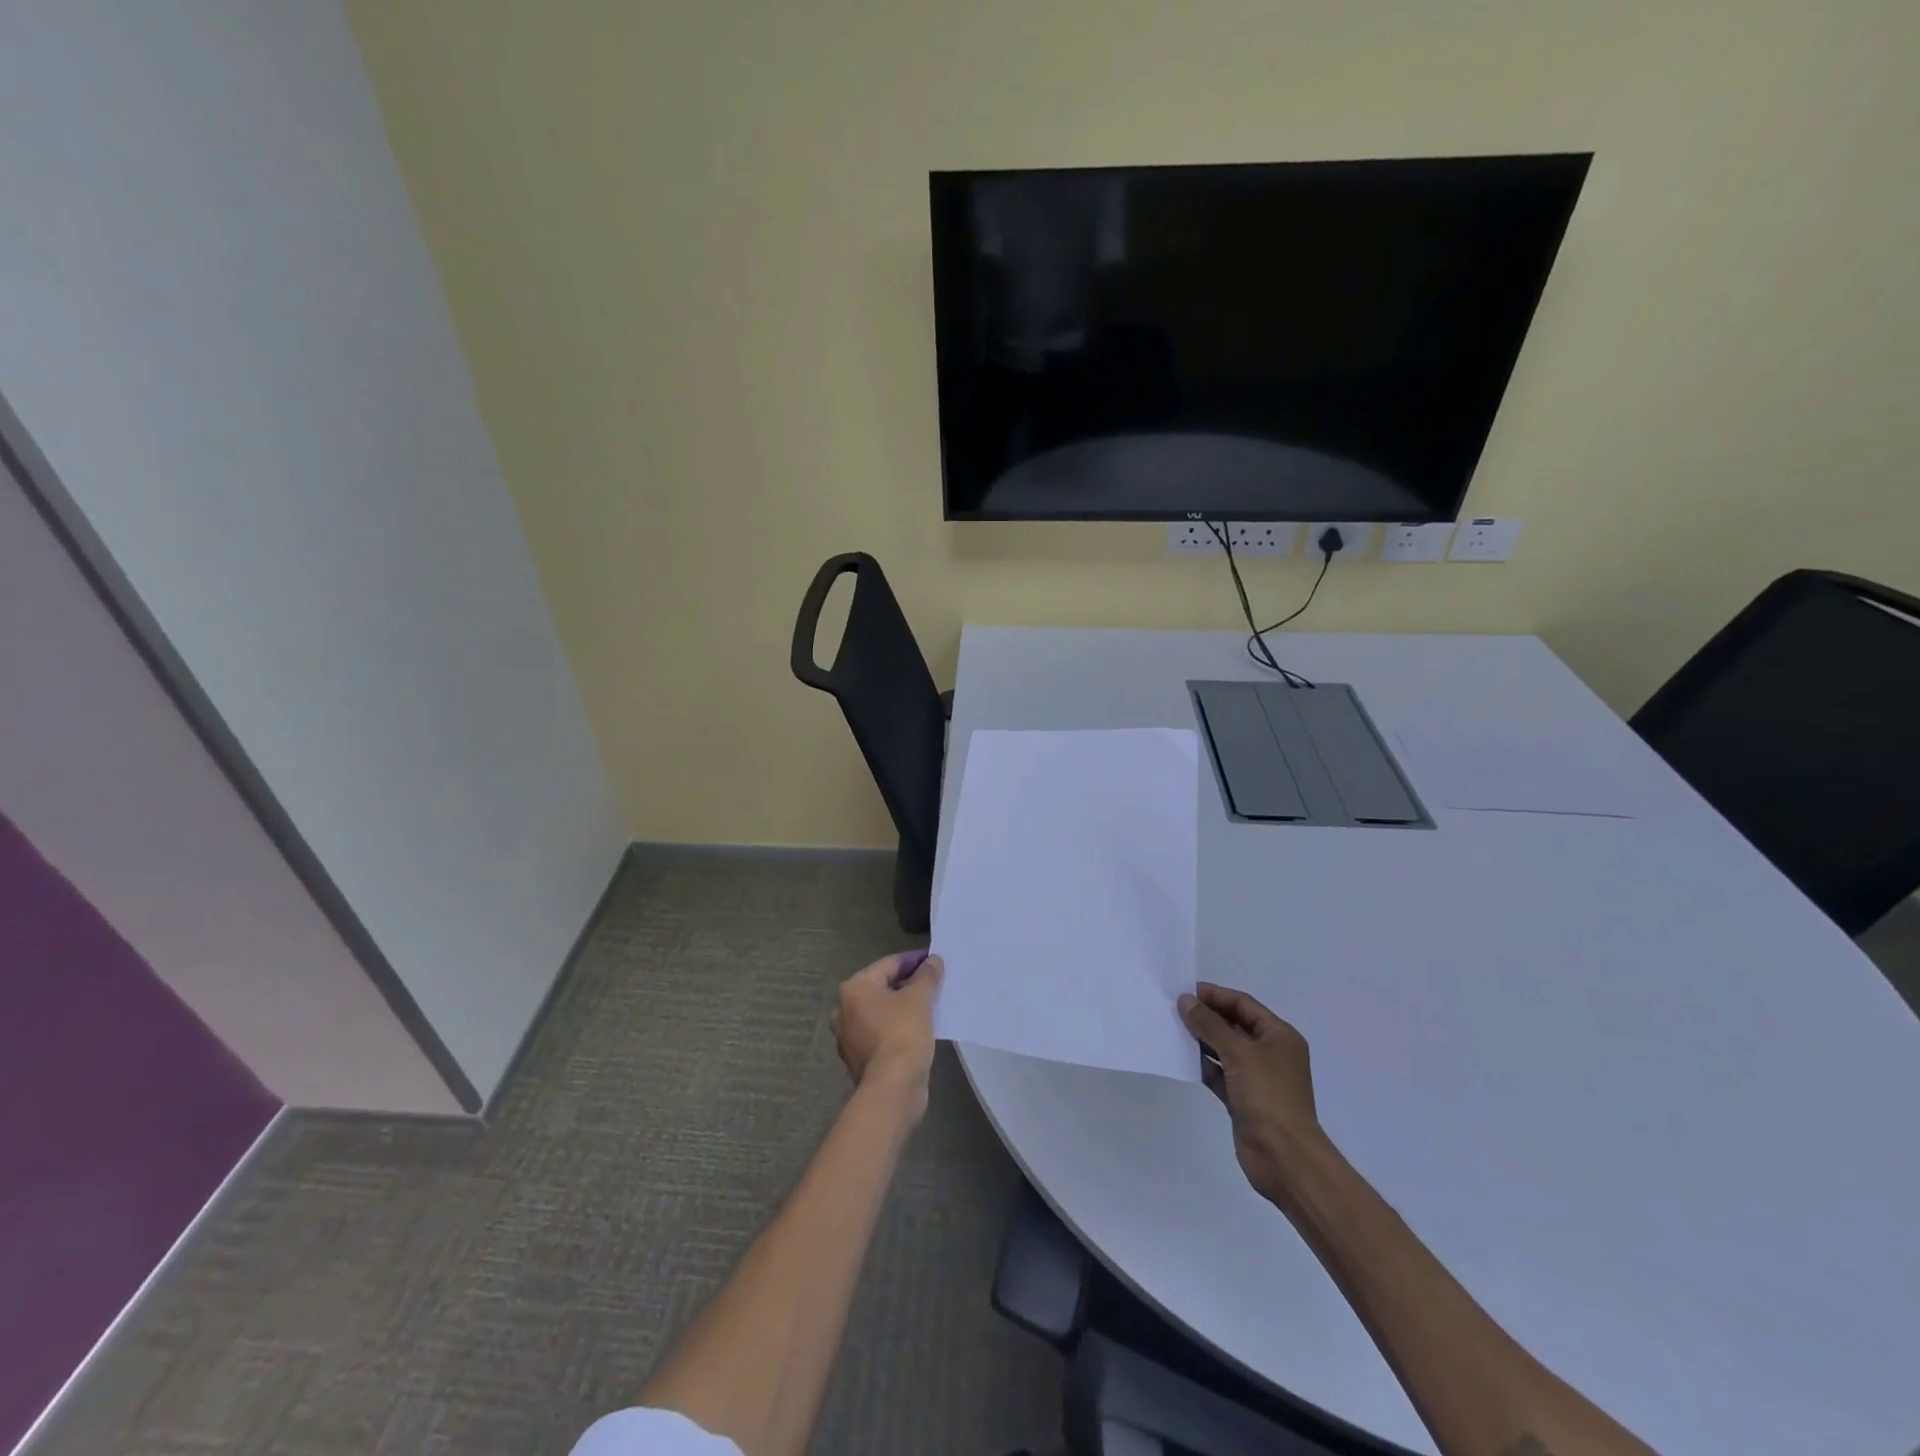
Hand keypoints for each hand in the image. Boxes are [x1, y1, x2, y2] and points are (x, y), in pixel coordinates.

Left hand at [831, 951, 942, 1115]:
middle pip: (882, 987)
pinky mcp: (858, 1058)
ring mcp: (848, 1036)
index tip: (935, 961)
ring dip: (903, 1006)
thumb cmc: (902, 1034)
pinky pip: (880, 1032)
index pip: (889, 964)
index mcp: (854, 988)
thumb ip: (927, 975)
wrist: (892, 1089)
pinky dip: (897, 1027)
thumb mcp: (919, 998)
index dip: (914, 960)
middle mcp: (843, 1009)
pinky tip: (918, 1028)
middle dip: (908, 984)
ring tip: (930, 1005)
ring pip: (881, 1011)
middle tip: (935, 983)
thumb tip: (933, 960)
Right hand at [1177, 983, 1324, 1205]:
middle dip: (1206, 1017)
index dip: (1215, 995)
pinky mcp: (1244, 1099)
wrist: (1284, 1157)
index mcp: (1279, 1036)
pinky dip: (1203, 1065)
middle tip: (1174, 1009)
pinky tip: (1182, 1059)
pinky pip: (1220, 1074)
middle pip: (1234, 1025)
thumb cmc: (1268, 1095)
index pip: (1243, 1004)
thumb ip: (1210, 1025)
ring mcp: (1257, 1077)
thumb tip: (1186, 1000)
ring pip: (1225, 1049)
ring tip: (1172, 1030)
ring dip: (1202, 1040)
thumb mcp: (1238, 1053)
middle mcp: (1270, 1053)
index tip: (1185, 991)